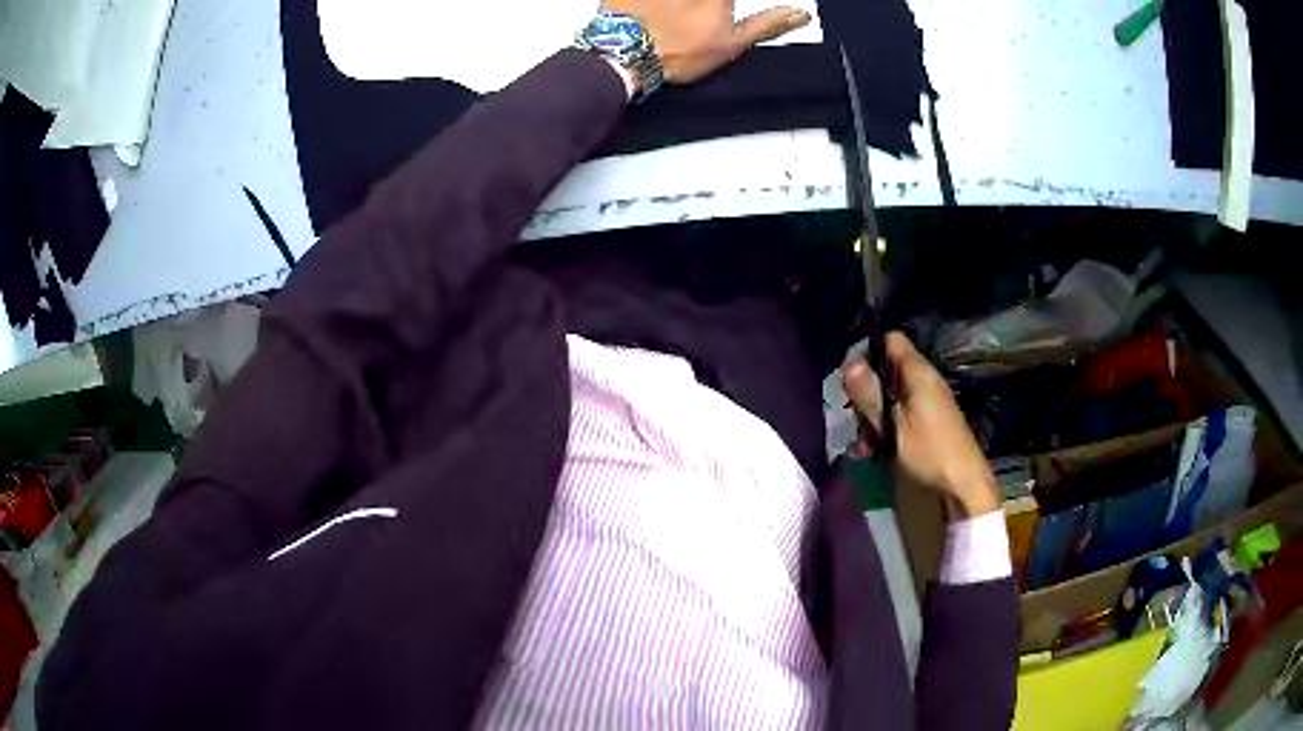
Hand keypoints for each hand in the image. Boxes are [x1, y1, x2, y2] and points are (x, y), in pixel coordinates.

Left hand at [600, 0, 810, 82]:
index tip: (724, 13)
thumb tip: (800, 15)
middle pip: (709, 1)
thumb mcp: (732, 44)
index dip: (725, 7)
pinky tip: (655, 12)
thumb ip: (768, 24)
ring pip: (677, 0)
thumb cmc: (676, 52)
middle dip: (705, 9)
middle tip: (701, 18)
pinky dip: (649, 4)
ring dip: (683, 8)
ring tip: (678, 17)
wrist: (623, 57)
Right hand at [844, 332, 1000, 519]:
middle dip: (866, 394)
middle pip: (887, 371)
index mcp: (919, 373)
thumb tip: (849, 361)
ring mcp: (927, 402)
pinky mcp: (928, 422)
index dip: (869, 351)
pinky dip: (885, 429)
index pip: (891, 340)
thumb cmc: (929, 453)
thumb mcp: (893, 426)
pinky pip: (900, 414)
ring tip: (864, 445)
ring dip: (873, 418)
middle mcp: (924, 381)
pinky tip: (875, 452)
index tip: (850, 376)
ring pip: (890, 397)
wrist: (963, 486)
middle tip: (854, 420)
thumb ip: (870, 395)